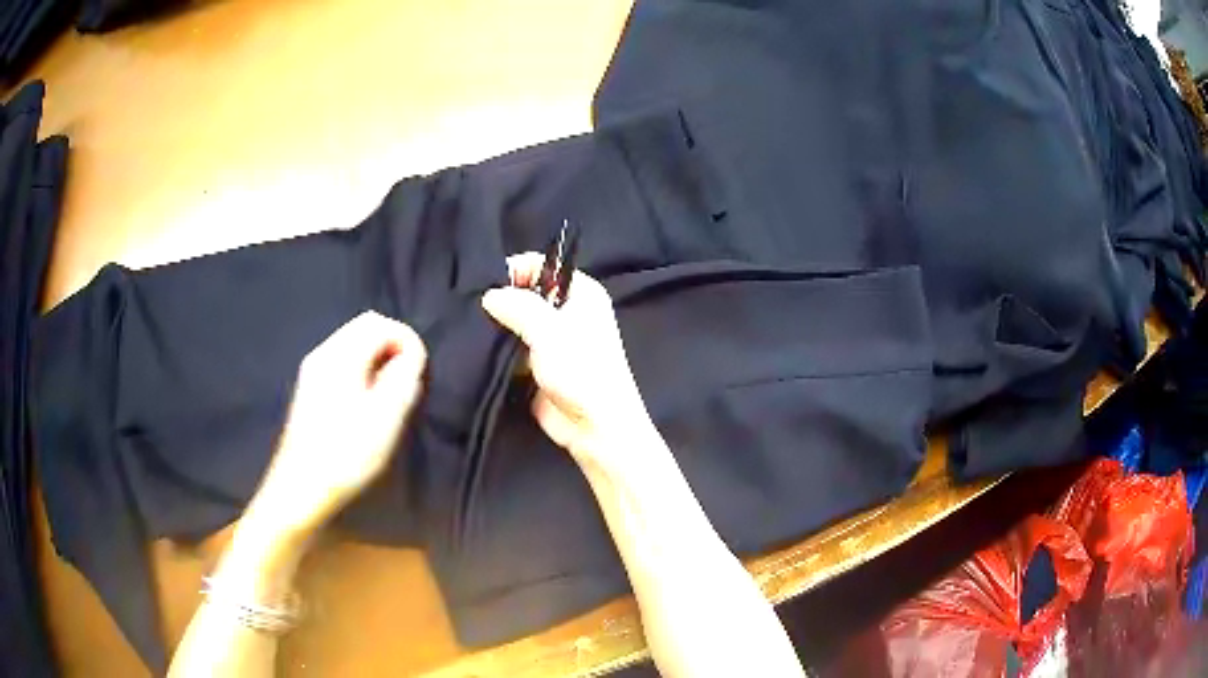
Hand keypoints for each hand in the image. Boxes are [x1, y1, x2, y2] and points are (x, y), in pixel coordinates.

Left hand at [247, 311, 427, 537]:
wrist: (301, 486)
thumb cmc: (345, 454)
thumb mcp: (385, 418)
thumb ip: (402, 378)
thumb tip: (411, 353)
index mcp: (340, 357)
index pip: (380, 324)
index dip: (406, 339)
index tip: (421, 369)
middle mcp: (323, 354)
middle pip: (364, 326)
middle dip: (393, 344)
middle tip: (409, 378)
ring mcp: (313, 370)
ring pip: (353, 343)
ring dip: (379, 356)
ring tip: (393, 391)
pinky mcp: (311, 387)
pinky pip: (343, 360)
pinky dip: (363, 367)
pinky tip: (368, 399)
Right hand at [482, 253, 655, 469]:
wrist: (594, 428)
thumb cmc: (581, 371)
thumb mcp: (549, 330)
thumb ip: (517, 305)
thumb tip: (490, 295)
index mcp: (582, 293)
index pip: (543, 265)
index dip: (516, 271)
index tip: (489, 286)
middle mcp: (568, 311)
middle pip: (527, 292)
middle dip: (503, 299)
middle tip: (475, 309)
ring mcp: (552, 339)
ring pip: (517, 321)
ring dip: (498, 326)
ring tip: (473, 329)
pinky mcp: (538, 364)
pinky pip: (512, 347)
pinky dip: (498, 348)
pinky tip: (477, 349)